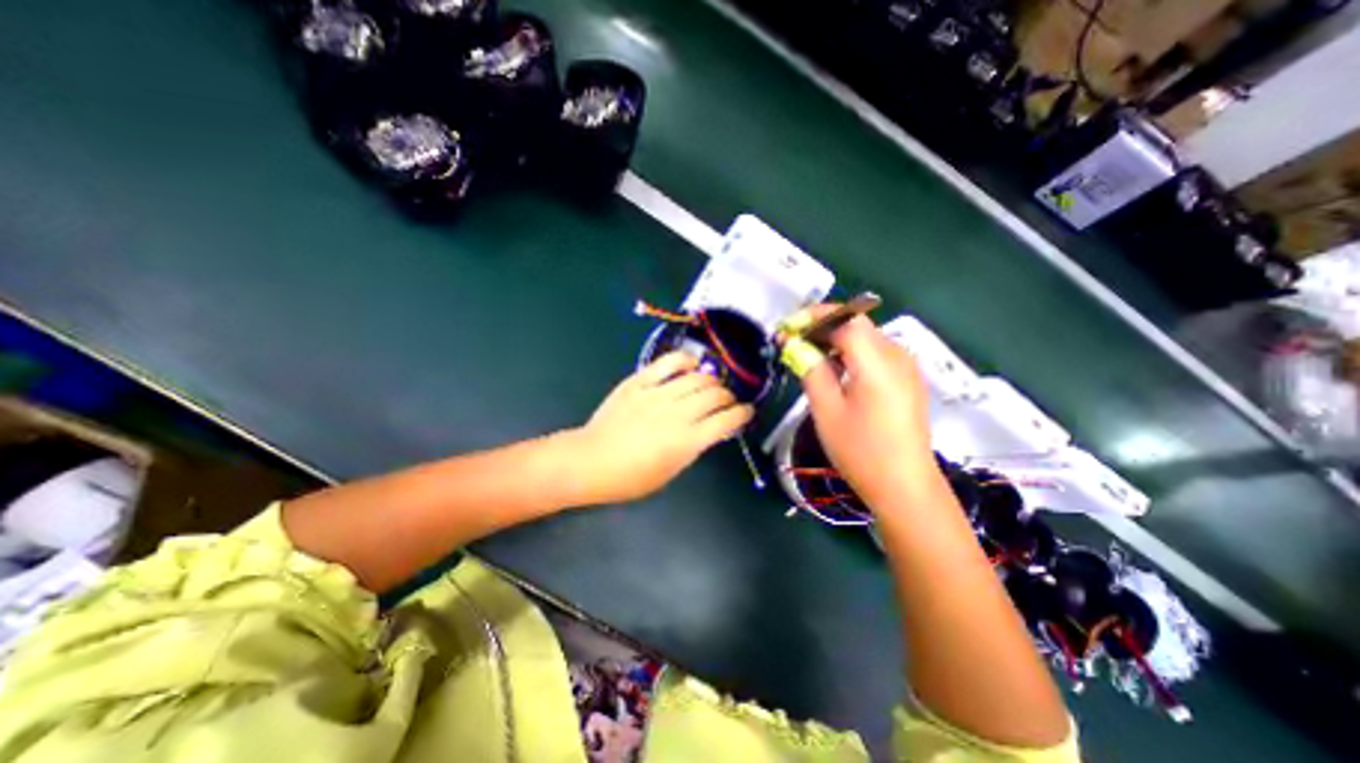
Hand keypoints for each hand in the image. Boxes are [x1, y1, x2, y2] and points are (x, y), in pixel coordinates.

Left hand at [567, 353, 753, 507]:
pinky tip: (691, 363)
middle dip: (728, 396)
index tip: (746, 412)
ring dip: (711, 380)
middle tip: (727, 400)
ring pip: (697, 378)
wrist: (591, 461)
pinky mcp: (639, 382)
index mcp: (687, 441)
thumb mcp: (671, 471)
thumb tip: (709, 430)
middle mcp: (677, 414)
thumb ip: (693, 448)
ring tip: (711, 385)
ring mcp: (657, 394)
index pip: (727, 420)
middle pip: (715, 395)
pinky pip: (667, 363)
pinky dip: (684, 360)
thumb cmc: (631, 478)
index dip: (742, 414)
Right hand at [798, 313, 934, 510]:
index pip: (844, 318)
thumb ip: (811, 370)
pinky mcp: (907, 379)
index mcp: (878, 361)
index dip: (812, 317)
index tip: (786, 329)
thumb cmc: (861, 451)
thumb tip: (795, 345)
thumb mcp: (827, 410)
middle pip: (856, 323)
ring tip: (806, 354)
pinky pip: (875, 352)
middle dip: (821, 326)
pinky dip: (850, 352)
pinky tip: (833, 369)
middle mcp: (897, 355)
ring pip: (865, 336)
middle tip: (791, 341)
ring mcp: (906, 367)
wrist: (905, 487)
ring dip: (834, 338)